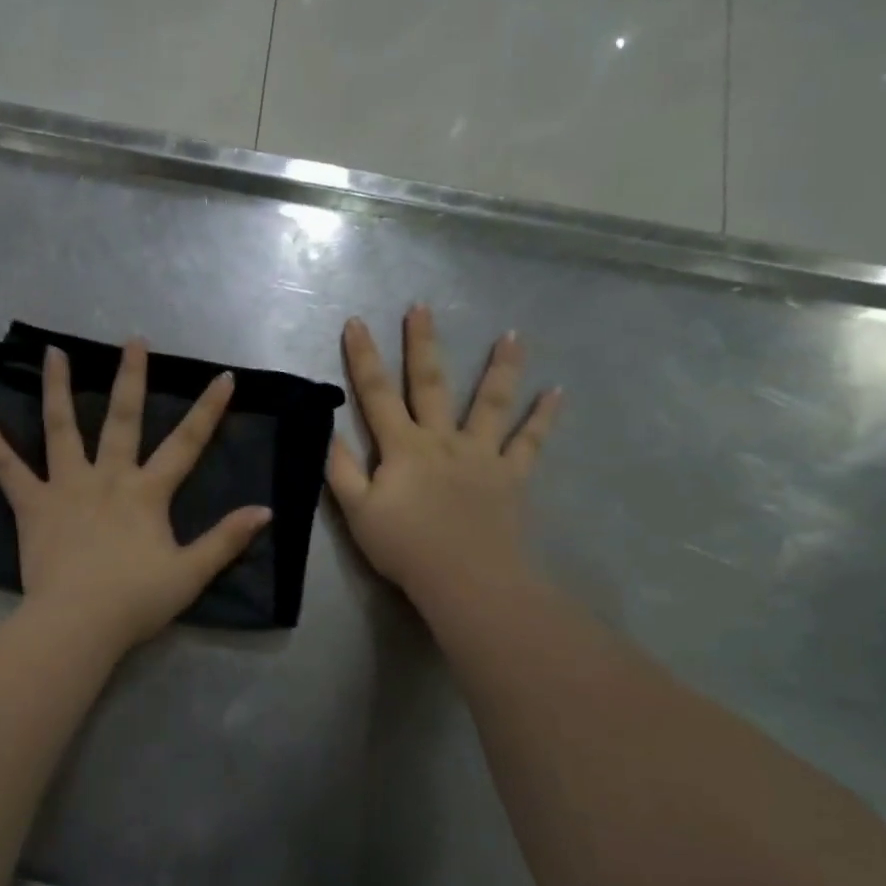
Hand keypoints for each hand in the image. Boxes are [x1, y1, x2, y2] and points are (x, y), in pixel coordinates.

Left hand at [0, 340, 271, 652]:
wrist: (79, 622)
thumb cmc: (136, 600)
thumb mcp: (191, 573)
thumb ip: (226, 539)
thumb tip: (265, 511)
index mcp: (147, 492)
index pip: (186, 444)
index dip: (208, 411)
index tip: (224, 377)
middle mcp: (107, 477)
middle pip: (122, 419)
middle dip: (131, 378)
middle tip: (133, 341)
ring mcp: (66, 486)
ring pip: (61, 428)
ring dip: (57, 388)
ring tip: (54, 352)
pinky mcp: (32, 505)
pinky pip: (7, 468)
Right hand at [327, 307, 560, 607]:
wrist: (465, 577)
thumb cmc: (405, 547)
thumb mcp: (357, 511)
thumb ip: (341, 470)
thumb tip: (328, 430)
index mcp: (402, 447)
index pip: (376, 394)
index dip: (364, 358)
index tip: (356, 322)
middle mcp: (442, 440)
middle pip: (430, 384)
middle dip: (423, 344)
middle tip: (421, 308)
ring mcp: (481, 455)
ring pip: (491, 403)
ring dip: (501, 368)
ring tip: (513, 336)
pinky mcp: (511, 476)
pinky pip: (529, 442)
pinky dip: (543, 417)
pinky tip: (557, 392)